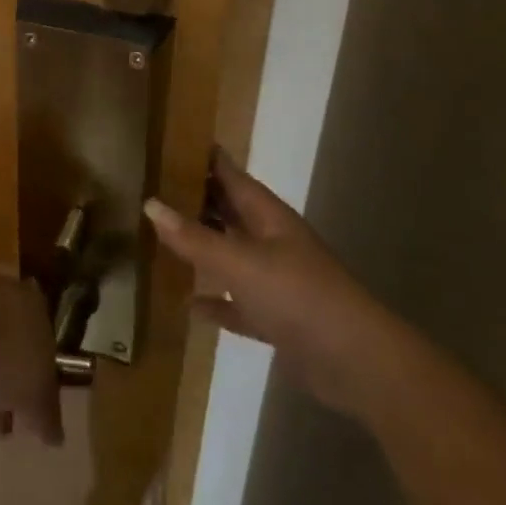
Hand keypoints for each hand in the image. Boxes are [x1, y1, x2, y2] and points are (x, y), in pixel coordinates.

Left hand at [0, 271, 64, 445]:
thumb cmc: (4, 351)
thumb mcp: (35, 392)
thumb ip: (47, 413)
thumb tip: (56, 436)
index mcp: (35, 309)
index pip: (44, 346)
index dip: (41, 382)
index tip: (34, 412)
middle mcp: (5, 297)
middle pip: (10, 345)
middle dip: (8, 384)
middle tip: (4, 425)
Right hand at [145, 148, 381, 413]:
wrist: (356, 363)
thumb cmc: (298, 296)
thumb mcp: (240, 262)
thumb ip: (194, 238)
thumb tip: (150, 203)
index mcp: (267, 216)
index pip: (231, 175)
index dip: (204, 158)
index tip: (169, 142)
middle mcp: (271, 241)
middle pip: (229, 212)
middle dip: (196, 200)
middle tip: (152, 188)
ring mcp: (275, 281)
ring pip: (231, 255)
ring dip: (203, 248)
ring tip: (161, 238)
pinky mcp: (276, 319)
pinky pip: (237, 303)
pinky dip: (216, 302)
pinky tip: (188, 305)